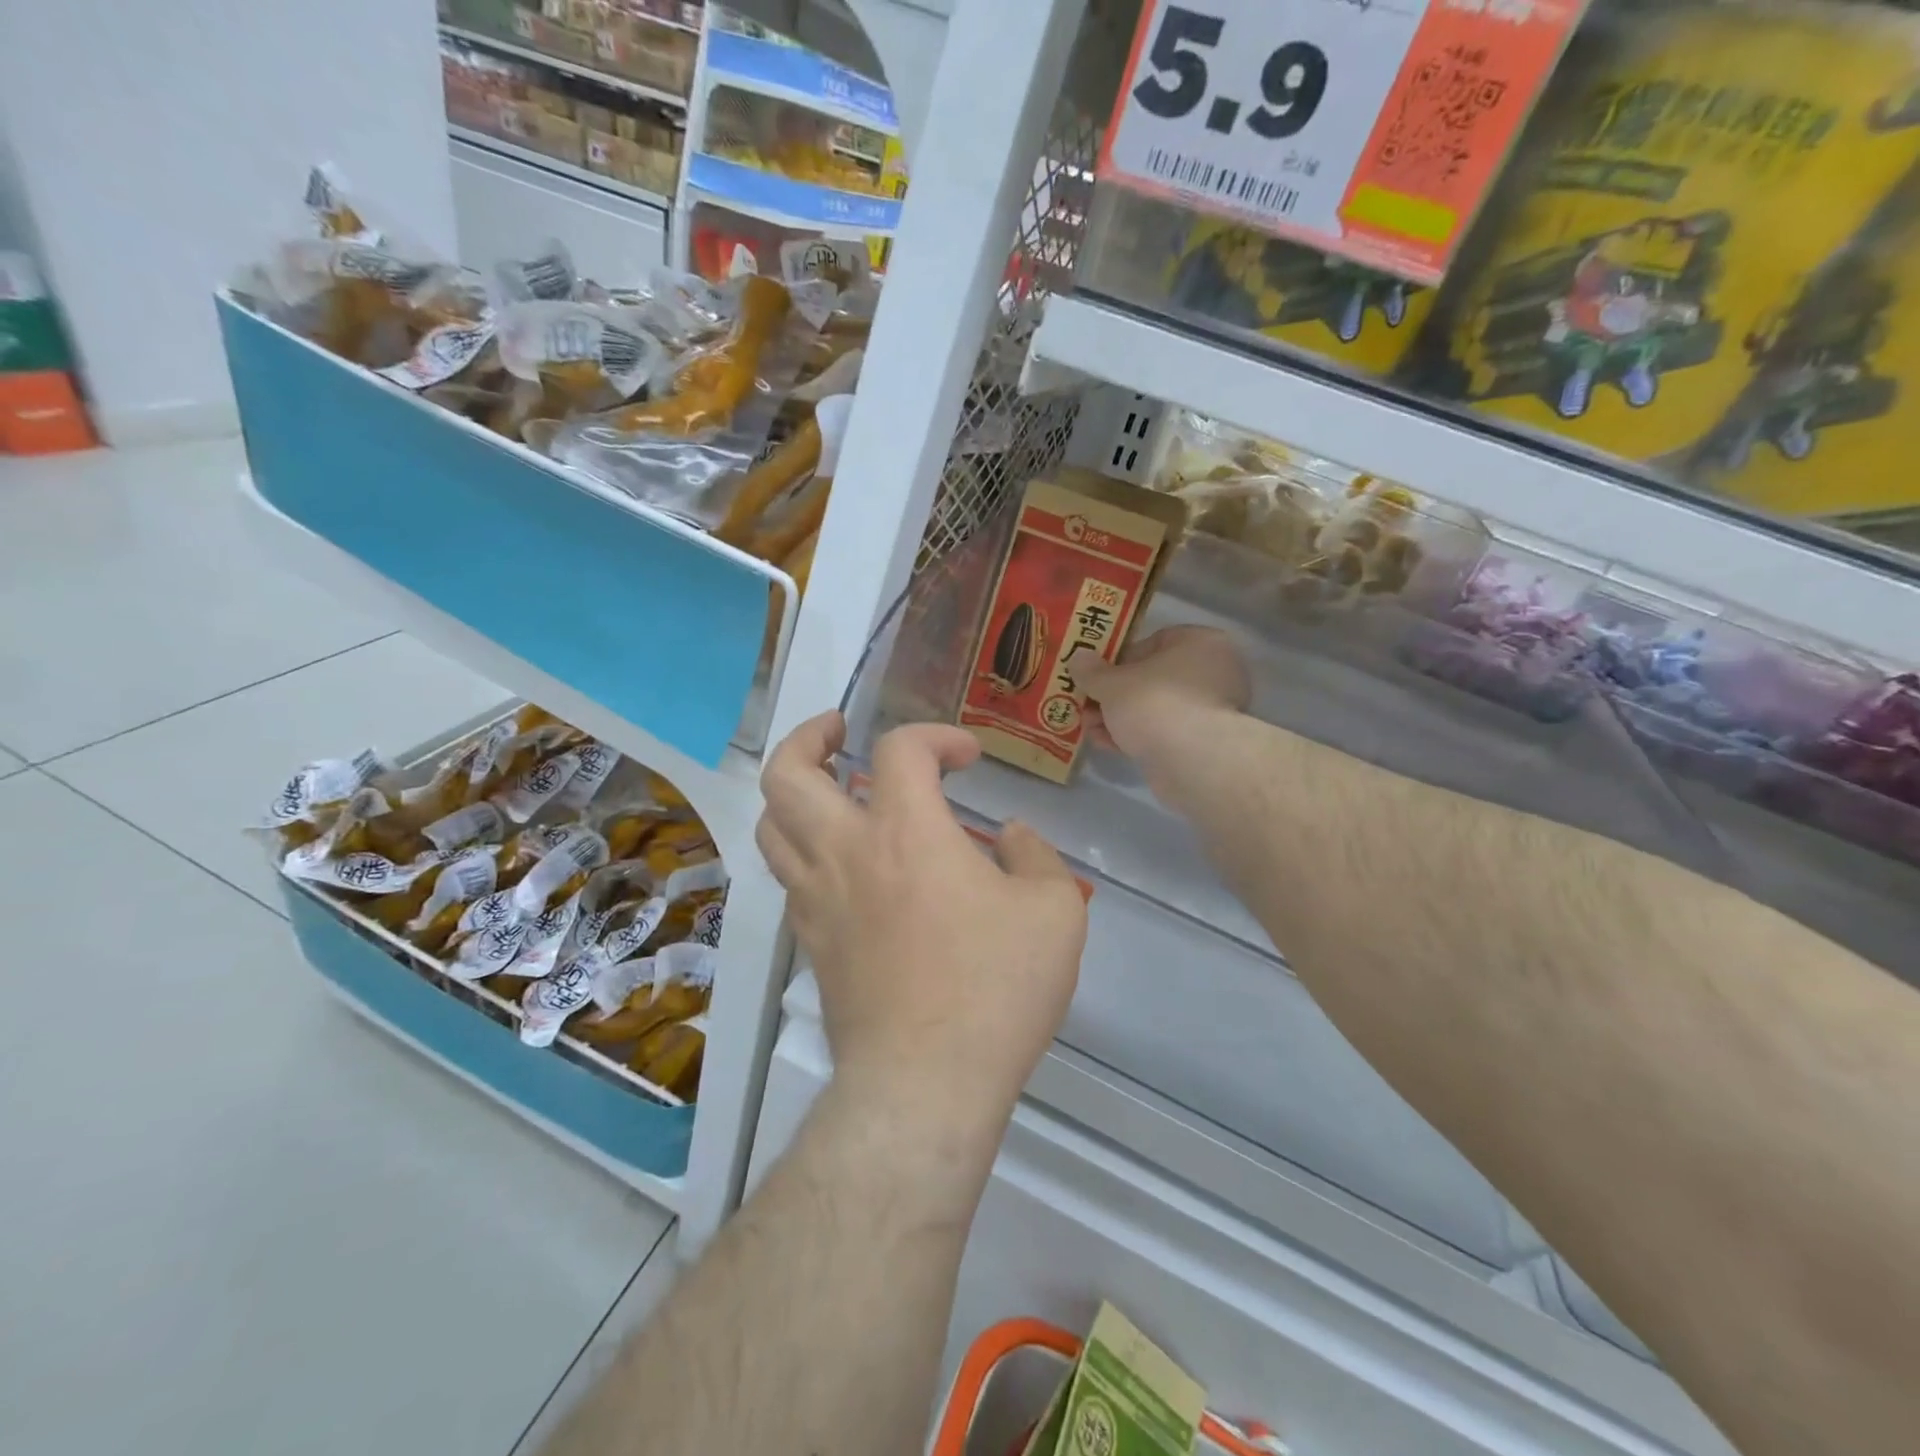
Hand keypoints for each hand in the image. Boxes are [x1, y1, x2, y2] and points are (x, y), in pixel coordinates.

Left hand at [757, 713, 1087, 1126]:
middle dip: (808, 737)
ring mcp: (817, 898)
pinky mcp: (810, 941)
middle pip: (787, 774)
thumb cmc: (995, 989)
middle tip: (839, 733)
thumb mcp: (1054, 911)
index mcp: (906, 831)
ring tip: (829, 788)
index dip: (936, 735)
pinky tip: (842, 862)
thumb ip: (1034, 856)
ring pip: (771, 825)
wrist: (925, 1084)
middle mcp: (846, 852)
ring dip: (794, 792)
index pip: (901, 749)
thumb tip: (1009, 836)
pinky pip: (790, 875)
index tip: (967, 758)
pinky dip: (805, 848)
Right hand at [1076, 626, 1250, 772]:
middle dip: (1116, 694)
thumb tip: (1078, 658)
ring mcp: (1211, 709)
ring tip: (1090, 729)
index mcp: (1201, 642)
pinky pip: (1164, 731)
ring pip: (1156, 708)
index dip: (1120, 659)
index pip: (1155, 641)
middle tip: (1087, 706)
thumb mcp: (1111, 683)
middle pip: (1153, 678)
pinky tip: (1108, 745)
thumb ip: (1091, 670)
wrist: (1190, 760)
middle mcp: (1213, 671)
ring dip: (1121, 717)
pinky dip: (1138, 736)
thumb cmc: (1154, 703)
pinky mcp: (1204, 742)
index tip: (1097, 675)